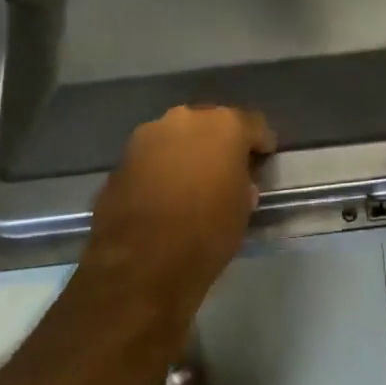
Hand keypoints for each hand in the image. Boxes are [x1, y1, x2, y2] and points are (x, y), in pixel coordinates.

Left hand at [84, 105, 273, 304]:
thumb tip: (236, 180)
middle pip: (211, 123)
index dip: (260, 142)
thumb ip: (242, 183)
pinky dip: (161, 167)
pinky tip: (163, 193)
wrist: (139, 265)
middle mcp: (186, 118)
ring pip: (178, 136)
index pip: (253, 124)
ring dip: (187, 152)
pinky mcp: (122, 156)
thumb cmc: (205, 235)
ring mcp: (149, 134)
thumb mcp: (242, 211)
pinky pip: (152, 155)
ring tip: (191, 181)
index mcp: (224, 126)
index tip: (263, 159)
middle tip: (225, 169)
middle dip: (220, 143)